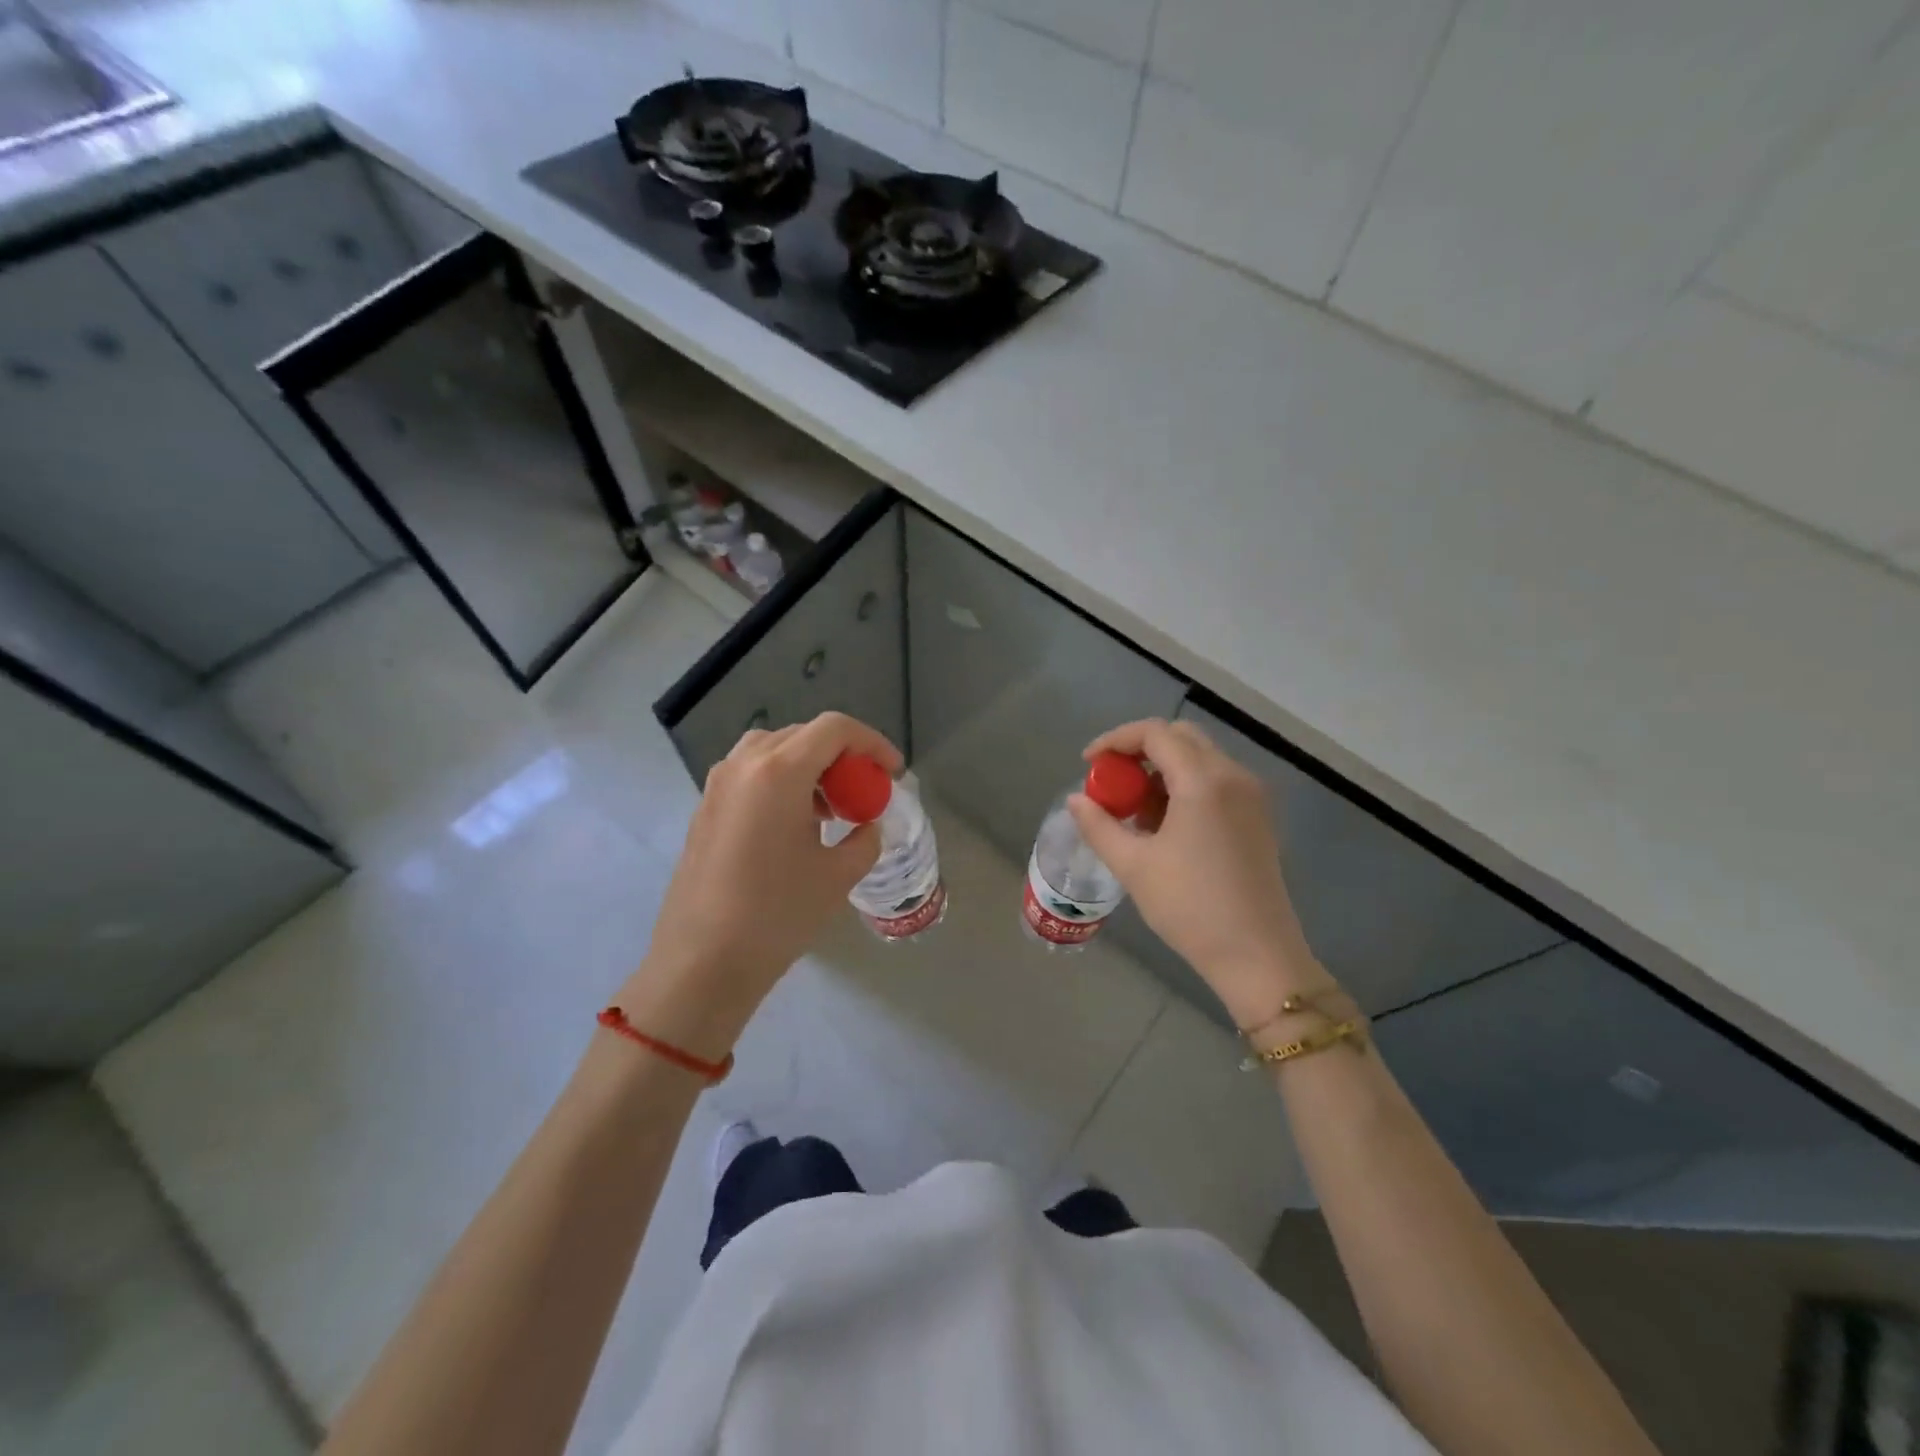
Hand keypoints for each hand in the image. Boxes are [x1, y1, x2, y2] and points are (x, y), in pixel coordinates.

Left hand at [618, 712, 902, 1058]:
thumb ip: (865, 839)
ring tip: (830, 810)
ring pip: (774, 750)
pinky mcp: (705, 807)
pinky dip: (782, 782)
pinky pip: (751, 774)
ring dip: (810, 767)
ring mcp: (718, 784)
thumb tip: (868, 825)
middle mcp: (744, 765)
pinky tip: (794, 825)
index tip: (892, 772)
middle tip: (864, 792)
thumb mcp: (838, 876)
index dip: (872, 743)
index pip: (834, 729)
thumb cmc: (776, 915)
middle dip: (842, 756)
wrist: (702, 962)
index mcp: (779, 772)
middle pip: (804, 735)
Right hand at [1069, 719, 1329, 1028]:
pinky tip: (1165, 825)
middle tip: (1111, 782)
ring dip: (1162, 770)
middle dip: (1139, 751)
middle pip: (1180, 738)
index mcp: (1203, 781)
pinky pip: (1216, 781)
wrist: (1257, 956)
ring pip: (1199, 758)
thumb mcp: (1133, 866)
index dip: (1115, 740)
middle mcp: (1233, 776)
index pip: (1155, 733)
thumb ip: (1098, 825)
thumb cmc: (1190, 907)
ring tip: (1134, 810)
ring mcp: (1251, 796)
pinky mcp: (1258, 817)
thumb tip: (1076, 800)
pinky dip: (1185, 786)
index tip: (1089, 763)